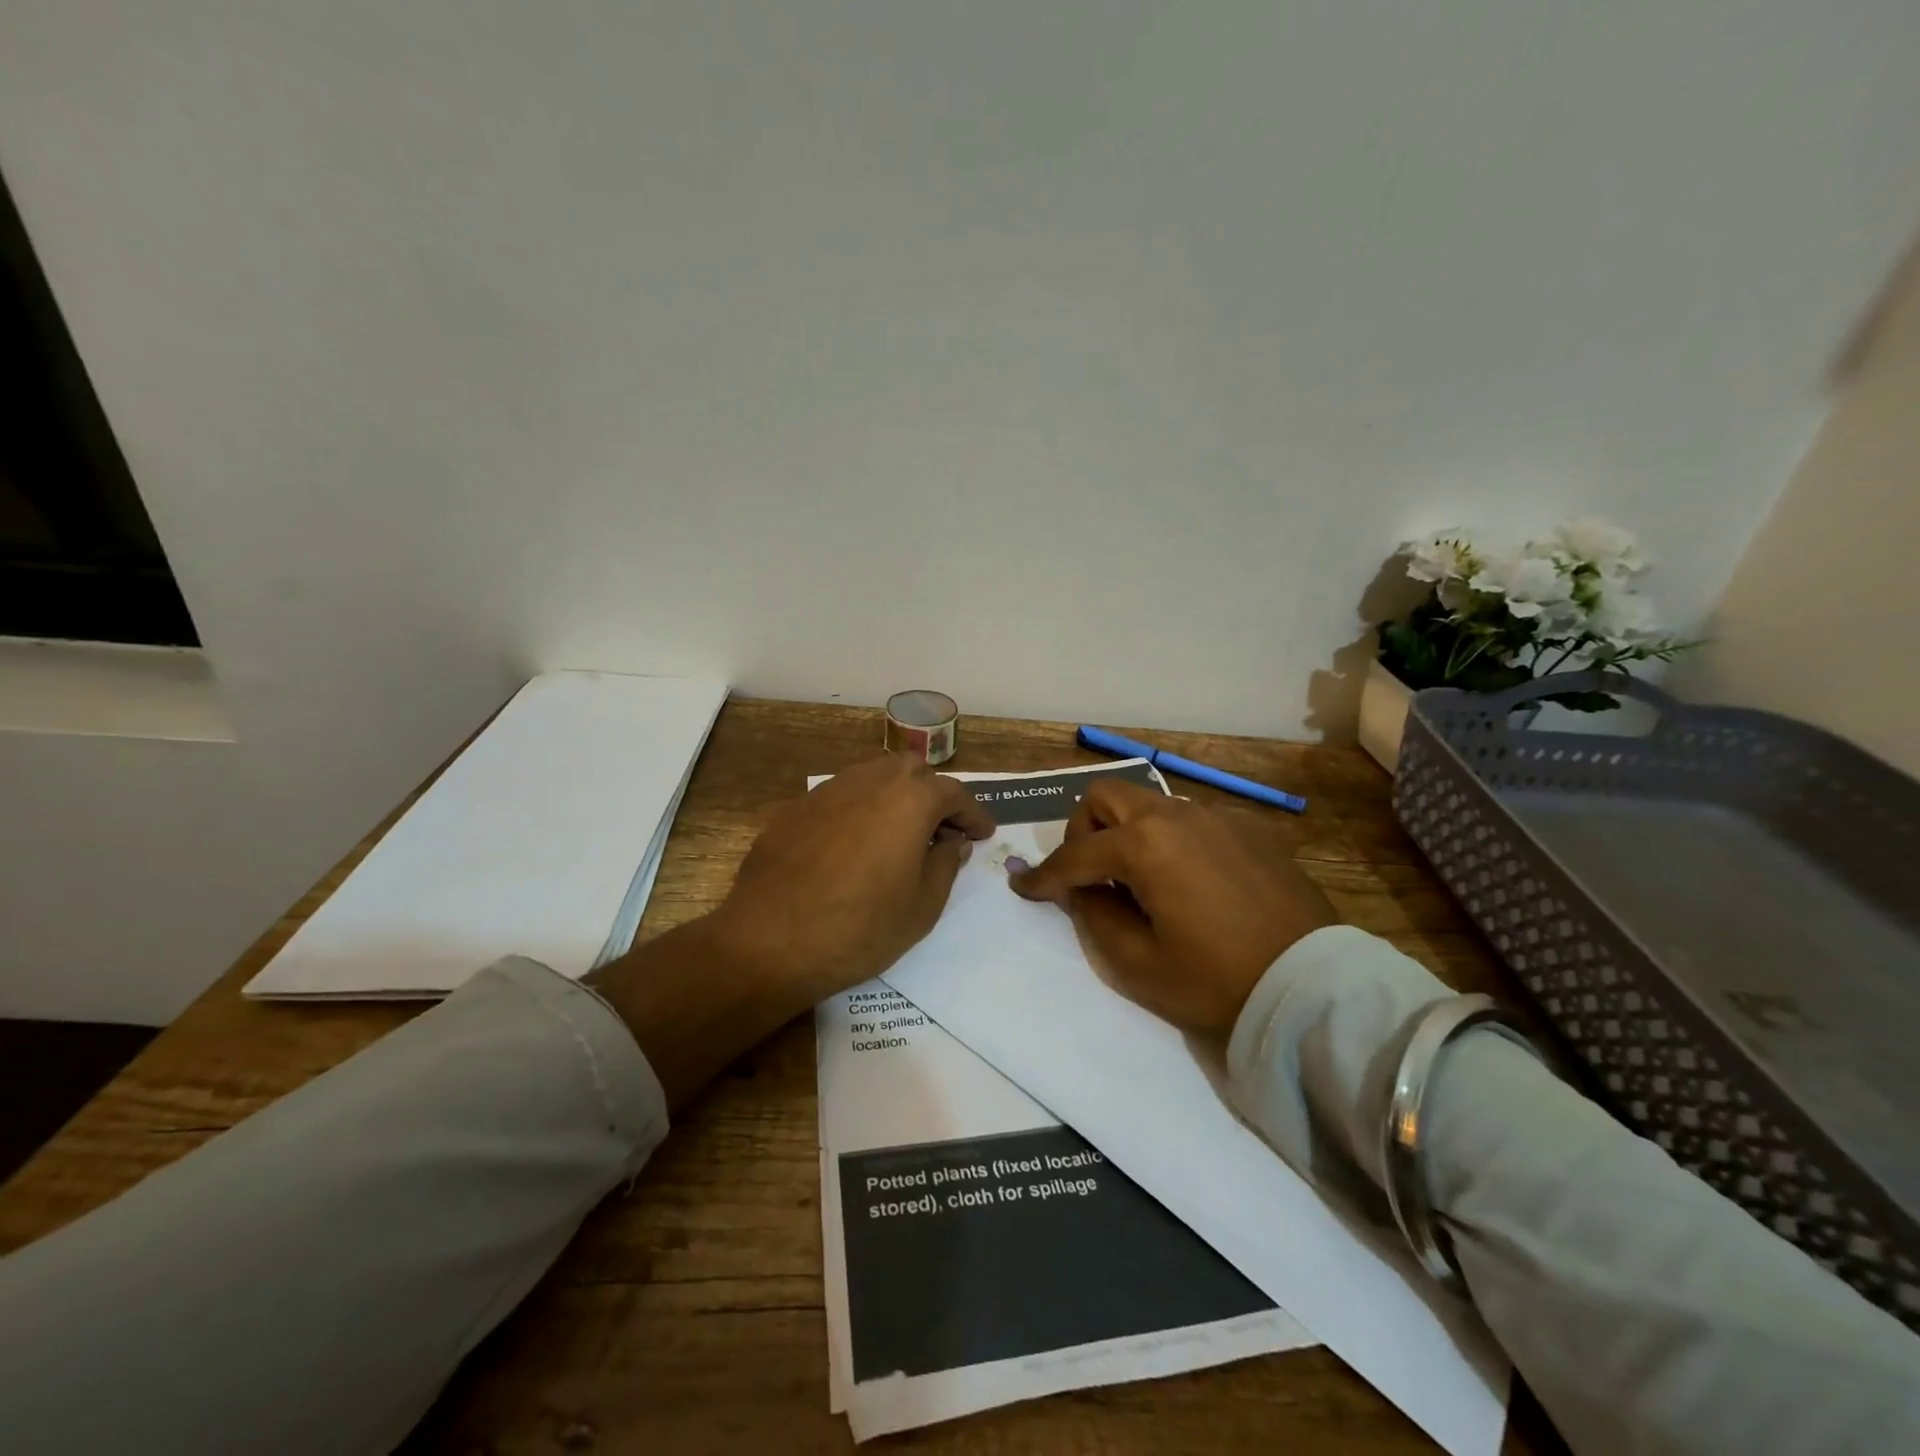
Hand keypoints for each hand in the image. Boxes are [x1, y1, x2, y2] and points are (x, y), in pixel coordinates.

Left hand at [713, 752, 996, 1001]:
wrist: (769, 942)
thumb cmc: (859, 929)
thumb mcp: (922, 907)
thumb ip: (945, 864)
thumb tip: (952, 841)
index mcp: (910, 800)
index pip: (954, 794)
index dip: (973, 814)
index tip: (982, 834)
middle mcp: (870, 781)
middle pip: (913, 772)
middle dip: (934, 795)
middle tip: (942, 832)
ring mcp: (828, 791)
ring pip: (874, 776)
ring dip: (897, 797)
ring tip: (901, 834)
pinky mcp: (797, 808)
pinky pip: (841, 797)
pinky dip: (861, 810)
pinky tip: (856, 845)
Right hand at [1009, 779, 1336, 1035]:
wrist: (1312, 985)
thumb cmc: (1216, 979)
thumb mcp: (1138, 964)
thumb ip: (1095, 917)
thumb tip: (1082, 890)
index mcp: (1144, 845)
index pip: (1075, 853)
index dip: (1044, 875)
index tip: (1023, 889)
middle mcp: (1175, 816)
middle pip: (1106, 797)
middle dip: (1083, 830)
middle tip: (1088, 873)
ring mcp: (1216, 817)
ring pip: (1149, 804)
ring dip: (1127, 832)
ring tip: (1139, 880)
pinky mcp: (1247, 830)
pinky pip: (1189, 821)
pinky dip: (1169, 840)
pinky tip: (1187, 881)